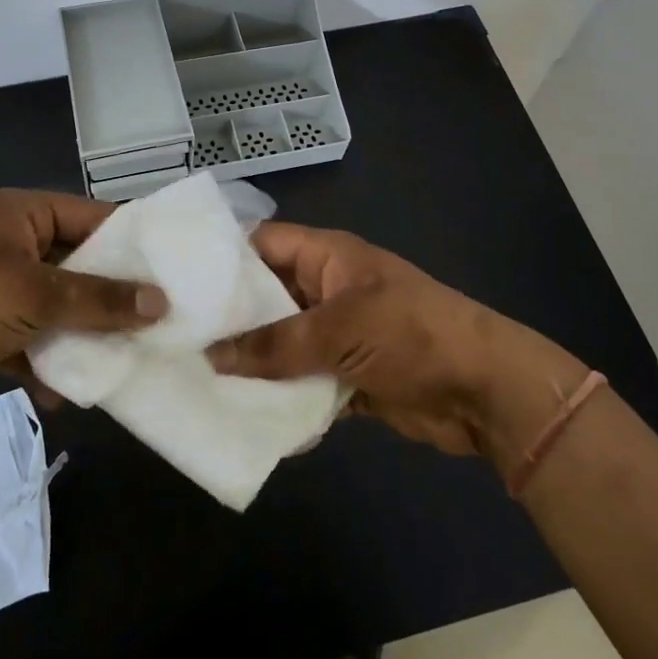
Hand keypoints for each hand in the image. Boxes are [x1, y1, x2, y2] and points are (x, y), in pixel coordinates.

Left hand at [0, 189, 166, 428]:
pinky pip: (31, 336)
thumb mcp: (36, 296)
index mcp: (19, 213)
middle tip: (156, 318)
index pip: (90, 216)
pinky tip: (66, 391)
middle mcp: (9, 242)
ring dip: (81, 332)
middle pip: (76, 263)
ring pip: (56, 304)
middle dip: (109, 295)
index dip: (130, 242)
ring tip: (122, 356)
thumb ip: (100, 299)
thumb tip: (161, 303)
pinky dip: (47, 360)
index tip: (171, 270)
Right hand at [207, 222, 583, 468]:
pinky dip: (278, 396)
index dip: (220, 258)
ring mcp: (335, 334)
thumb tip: (212, 355)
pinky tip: (239, 414)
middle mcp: (324, 290)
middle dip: (227, 319)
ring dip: (249, 363)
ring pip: (279, 344)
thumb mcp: (340, 330)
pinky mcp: (344, 376)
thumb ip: (275, 345)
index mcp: (325, 257)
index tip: (174, 282)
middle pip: (264, 298)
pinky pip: (299, 381)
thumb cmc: (412, 334)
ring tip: (193, 380)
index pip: (261, 244)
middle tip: (173, 340)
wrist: (485, 391)